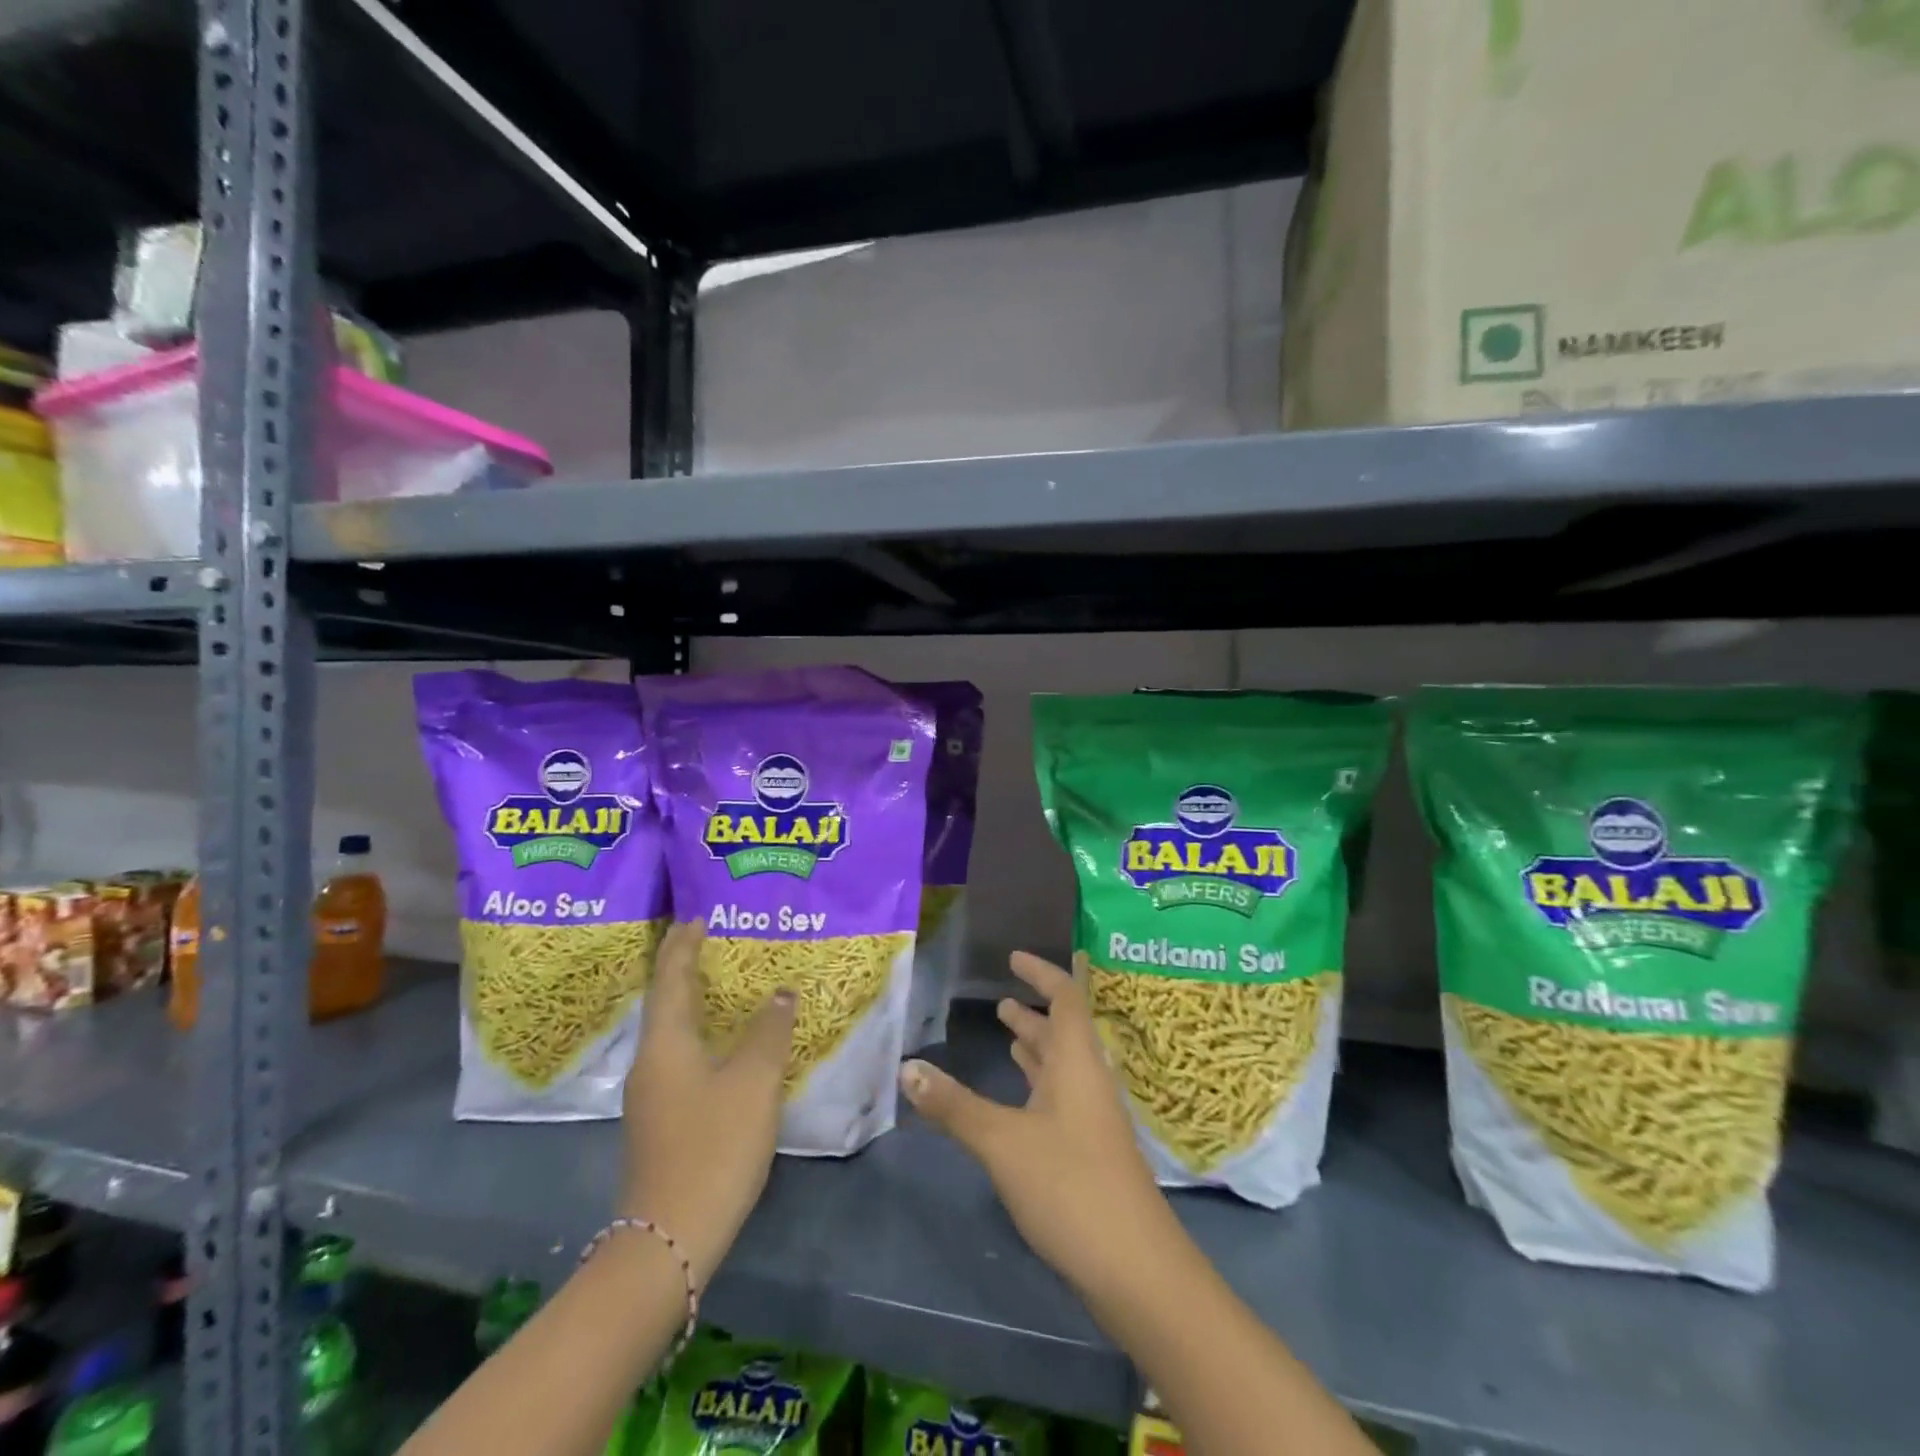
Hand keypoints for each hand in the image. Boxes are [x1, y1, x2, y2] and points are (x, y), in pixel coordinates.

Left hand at [619, 921, 795, 1286]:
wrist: (670, 1237)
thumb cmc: (713, 1146)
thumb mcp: (753, 1081)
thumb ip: (768, 1030)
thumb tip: (781, 992)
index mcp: (665, 1044)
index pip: (670, 978)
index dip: (683, 945)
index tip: (697, 917)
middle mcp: (650, 1063)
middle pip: (666, 1002)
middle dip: (688, 970)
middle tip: (719, 944)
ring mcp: (652, 1096)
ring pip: (673, 1033)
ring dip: (696, 1004)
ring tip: (727, 986)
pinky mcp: (662, 1121)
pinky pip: (681, 1059)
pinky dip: (701, 1036)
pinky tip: (726, 1046)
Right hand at [899, 952, 1176, 1298]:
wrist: (1135, 1269)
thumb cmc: (1070, 1185)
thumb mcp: (1002, 1141)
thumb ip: (954, 1105)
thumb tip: (906, 1067)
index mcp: (1077, 1062)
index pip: (1065, 997)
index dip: (1042, 973)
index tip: (1014, 957)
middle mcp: (1089, 1081)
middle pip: (1064, 1032)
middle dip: (1034, 1013)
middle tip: (1001, 1002)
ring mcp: (1093, 1119)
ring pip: (1063, 1067)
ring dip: (1036, 1048)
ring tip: (1007, 1035)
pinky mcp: (1091, 1151)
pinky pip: (1062, 1097)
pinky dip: (1038, 1085)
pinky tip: (1019, 1099)